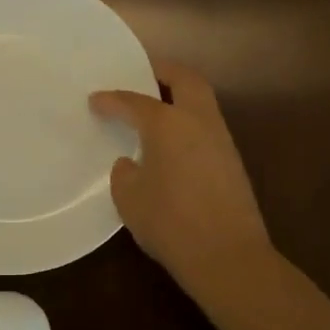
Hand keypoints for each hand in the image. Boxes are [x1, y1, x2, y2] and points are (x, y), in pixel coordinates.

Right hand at [90, 62, 276, 300]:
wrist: (228, 257)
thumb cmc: (170, 222)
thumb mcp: (129, 198)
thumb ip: (125, 173)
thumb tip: (132, 163)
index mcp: (168, 123)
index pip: (134, 102)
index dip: (112, 100)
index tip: (95, 100)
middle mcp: (198, 121)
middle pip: (185, 80)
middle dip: (163, 72)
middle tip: (142, 76)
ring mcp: (221, 140)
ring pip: (202, 102)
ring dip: (180, 97)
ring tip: (155, 111)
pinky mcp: (233, 163)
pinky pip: (207, 127)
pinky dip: (189, 123)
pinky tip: (173, 144)